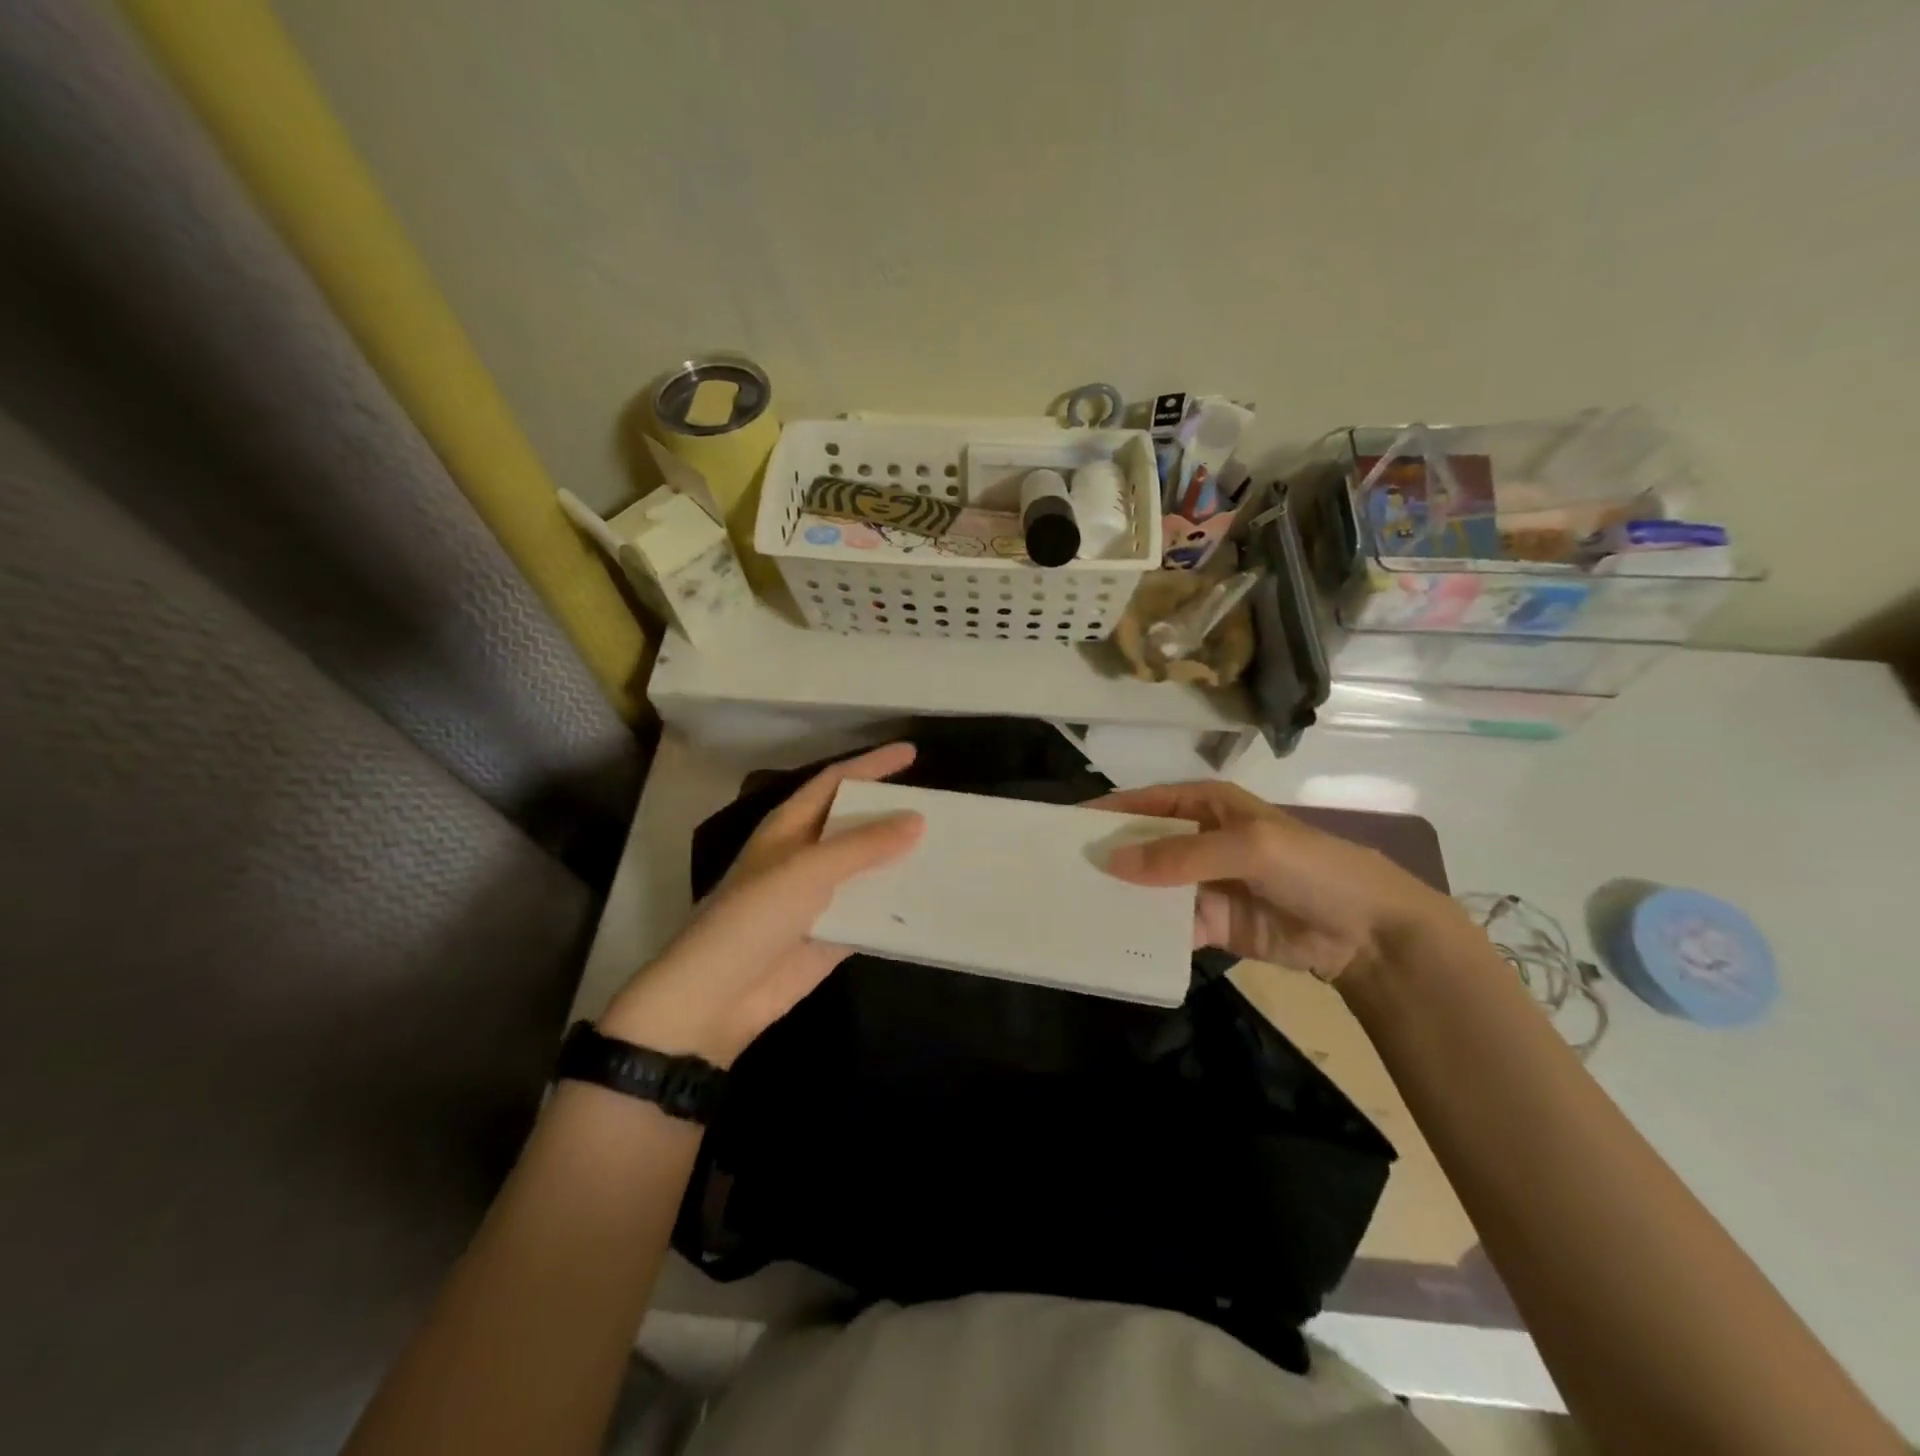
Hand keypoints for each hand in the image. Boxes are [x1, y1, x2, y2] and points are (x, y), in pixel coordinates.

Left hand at [602, 744, 923, 1065]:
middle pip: (857, 823)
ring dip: (903, 860)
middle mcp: (807, 855)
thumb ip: (863, 845)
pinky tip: (934, 898)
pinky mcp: (834, 934)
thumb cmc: (754, 917)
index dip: (872, 764)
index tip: (912, 753)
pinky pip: (873, 911)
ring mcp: (821, 896)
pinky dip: (899, 905)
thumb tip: (917, 819)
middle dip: (894, 813)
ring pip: (870, 868)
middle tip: (942, 806)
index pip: (836, 781)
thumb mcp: (807, 870)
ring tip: (950, 848)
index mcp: (791, 826)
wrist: (717, 998)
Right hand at [1096, 781, 1457, 982]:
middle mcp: (1196, 840)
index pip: (1144, 803)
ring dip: (1120, 896)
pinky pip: (1168, 924)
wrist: (1368, 931)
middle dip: (1106, 857)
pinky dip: (1145, 931)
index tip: (1061, 827)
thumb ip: (1179, 855)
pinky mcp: (1210, 923)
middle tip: (1057, 873)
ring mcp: (1201, 884)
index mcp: (1205, 805)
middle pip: (1140, 845)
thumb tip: (1111, 862)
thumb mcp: (1247, 848)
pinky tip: (1114, 940)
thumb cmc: (1310, 867)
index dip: (1105, 812)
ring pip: (1148, 887)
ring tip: (1074, 908)